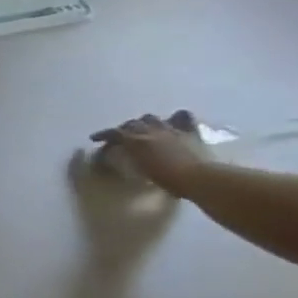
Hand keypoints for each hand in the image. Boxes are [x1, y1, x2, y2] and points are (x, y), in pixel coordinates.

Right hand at [89, 109, 211, 196]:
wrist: (201, 179)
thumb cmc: (168, 179)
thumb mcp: (140, 169)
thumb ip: (129, 157)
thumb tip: (121, 154)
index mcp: (135, 140)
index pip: (113, 133)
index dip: (103, 135)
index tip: (96, 139)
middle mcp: (150, 130)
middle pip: (132, 123)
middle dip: (125, 128)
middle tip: (124, 136)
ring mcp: (171, 129)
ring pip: (152, 118)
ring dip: (146, 122)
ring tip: (146, 128)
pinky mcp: (190, 132)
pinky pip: (183, 117)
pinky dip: (176, 118)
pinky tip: (174, 121)